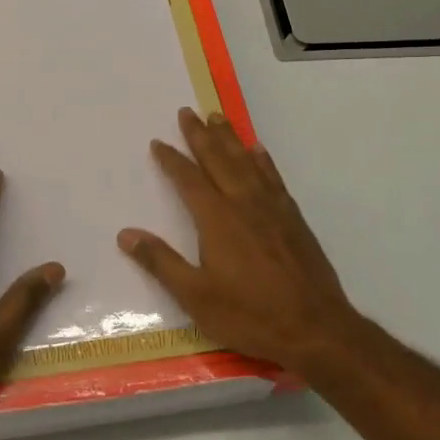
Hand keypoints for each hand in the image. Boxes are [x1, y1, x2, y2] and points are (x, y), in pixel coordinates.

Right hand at [118, 108, 359, 377]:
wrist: (314, 327)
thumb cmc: (249, 314)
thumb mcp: (196, 296)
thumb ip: (161, 262)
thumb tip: (126, 234)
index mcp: (216, 218)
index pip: (188, 179)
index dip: (171, 160)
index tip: (158, 142)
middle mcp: (243, 202)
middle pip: (218, 159)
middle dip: (200, 135)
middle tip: (187, 112)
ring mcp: (271, 207)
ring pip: (246, 161)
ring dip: (229, 138)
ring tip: (217, 117)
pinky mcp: (292, 217)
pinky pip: (273, 176)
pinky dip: (262, 159)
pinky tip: (257, 150)